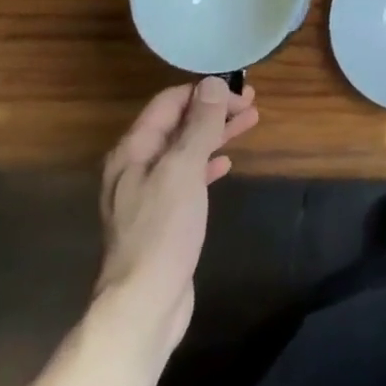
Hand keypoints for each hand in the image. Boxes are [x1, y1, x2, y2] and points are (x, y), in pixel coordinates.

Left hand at [96, 76, 259, 346]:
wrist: (145, 302)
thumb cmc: (163, 230)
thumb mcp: (183, 169)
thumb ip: (199, 125)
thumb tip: (213, 83)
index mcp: (133, 151)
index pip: (168, 103)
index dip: (204, 91)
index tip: (239, 89)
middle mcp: (136, 167)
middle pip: (178, 125)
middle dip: (214, 110)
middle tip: (252, 102)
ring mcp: (148, 193)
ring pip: (186, 149)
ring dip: (215, 133)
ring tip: (249, 122)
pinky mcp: (162, 217)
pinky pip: (187, 176)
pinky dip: (208, 163)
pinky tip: (226, 163)